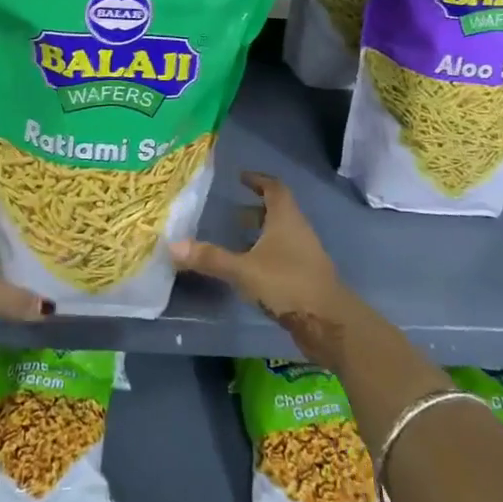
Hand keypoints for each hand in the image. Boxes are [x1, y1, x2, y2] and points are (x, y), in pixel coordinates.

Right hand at [170, 172, 354, 365]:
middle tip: (231, 212)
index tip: (240, 178)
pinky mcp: (306, 277)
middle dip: (255, 209)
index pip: (274, 188)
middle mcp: (298, 231)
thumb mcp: (244, 270)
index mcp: (286, 219)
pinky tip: (250, 271)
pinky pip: (284, 256)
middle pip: (278, 211)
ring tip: (235, 241)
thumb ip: (210, 258)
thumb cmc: (288, 284)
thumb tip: (172, 245)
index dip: (258, 180)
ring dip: (261, 234)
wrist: (329, 323)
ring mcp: (305, 255)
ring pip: (281, 235)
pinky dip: (266, 255)